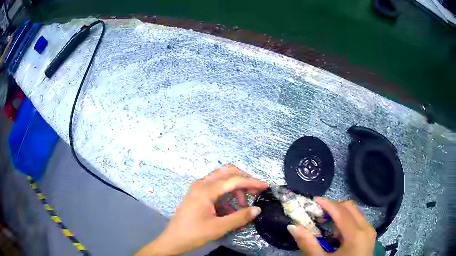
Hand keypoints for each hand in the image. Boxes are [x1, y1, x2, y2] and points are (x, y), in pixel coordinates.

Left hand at [136, 165, 266, 255]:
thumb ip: (240, 217)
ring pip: (222, 179)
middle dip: (244, 180)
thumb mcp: (219, 227)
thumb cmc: (194, 233)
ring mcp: (198, 188)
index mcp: (206, 190)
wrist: (173, 239)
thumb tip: (257, 209)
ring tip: (242, 205)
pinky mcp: (197, 194)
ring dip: (235, 188)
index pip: (234, 180)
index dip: (252, 182)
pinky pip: (216, 188)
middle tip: (255, 192)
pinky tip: (230, 209)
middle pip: (227, 172)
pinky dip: (226, 194)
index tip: (265, 186)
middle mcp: (202, 184)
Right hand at [287, 198, 375, 255]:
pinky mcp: (369, 235)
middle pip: (349, 207)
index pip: (341, 211)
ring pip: (355, 212)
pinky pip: (358, 220)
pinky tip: (336, 234)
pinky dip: (346, 221)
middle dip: (333, 207)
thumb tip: (293, 227)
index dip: (326, 203)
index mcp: (356, 235)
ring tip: (325, 223)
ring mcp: (369, 231)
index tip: (312, 200)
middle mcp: (366, 228)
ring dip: (339, 214)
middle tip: (317, 213)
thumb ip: (308, 244)